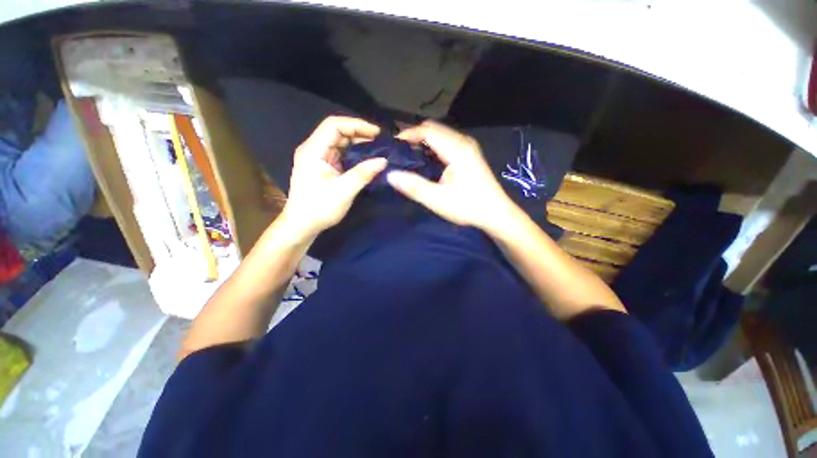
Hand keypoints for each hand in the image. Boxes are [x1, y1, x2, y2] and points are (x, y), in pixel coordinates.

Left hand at [281, 116, 386, 239]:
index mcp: (313, 150)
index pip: (334, 125)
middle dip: (360, 134)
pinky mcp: (324, 168)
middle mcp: (314, 150)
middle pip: (338, 132)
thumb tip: (384, 161)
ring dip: (358, 145)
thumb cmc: (319, 208)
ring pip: (340, 143)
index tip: (376, 133)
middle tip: (380, 143)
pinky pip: (341, 155)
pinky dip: (355, 155)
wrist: (302, 225)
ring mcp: (319, 159)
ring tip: (377, 150)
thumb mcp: (344, 191)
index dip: (356, 125)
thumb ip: (363, 174)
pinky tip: (367, 160)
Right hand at [387, 121, 514, 229]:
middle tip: (399, 152)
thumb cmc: (468, 207)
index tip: (393, 146)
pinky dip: (433, 147)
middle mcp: (463, 143)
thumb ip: (414, 186)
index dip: (408, 134)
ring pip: (440, 135)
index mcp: (457, 150)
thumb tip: (390, 175)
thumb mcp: (438, 200)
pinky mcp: (469, 155)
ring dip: (424, 142)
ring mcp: (468, 148)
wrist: (496, 213)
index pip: (428, 131)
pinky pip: (446, 143)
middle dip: (414, 136)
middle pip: (434, 129)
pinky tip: (426, 161)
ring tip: (408, 156)